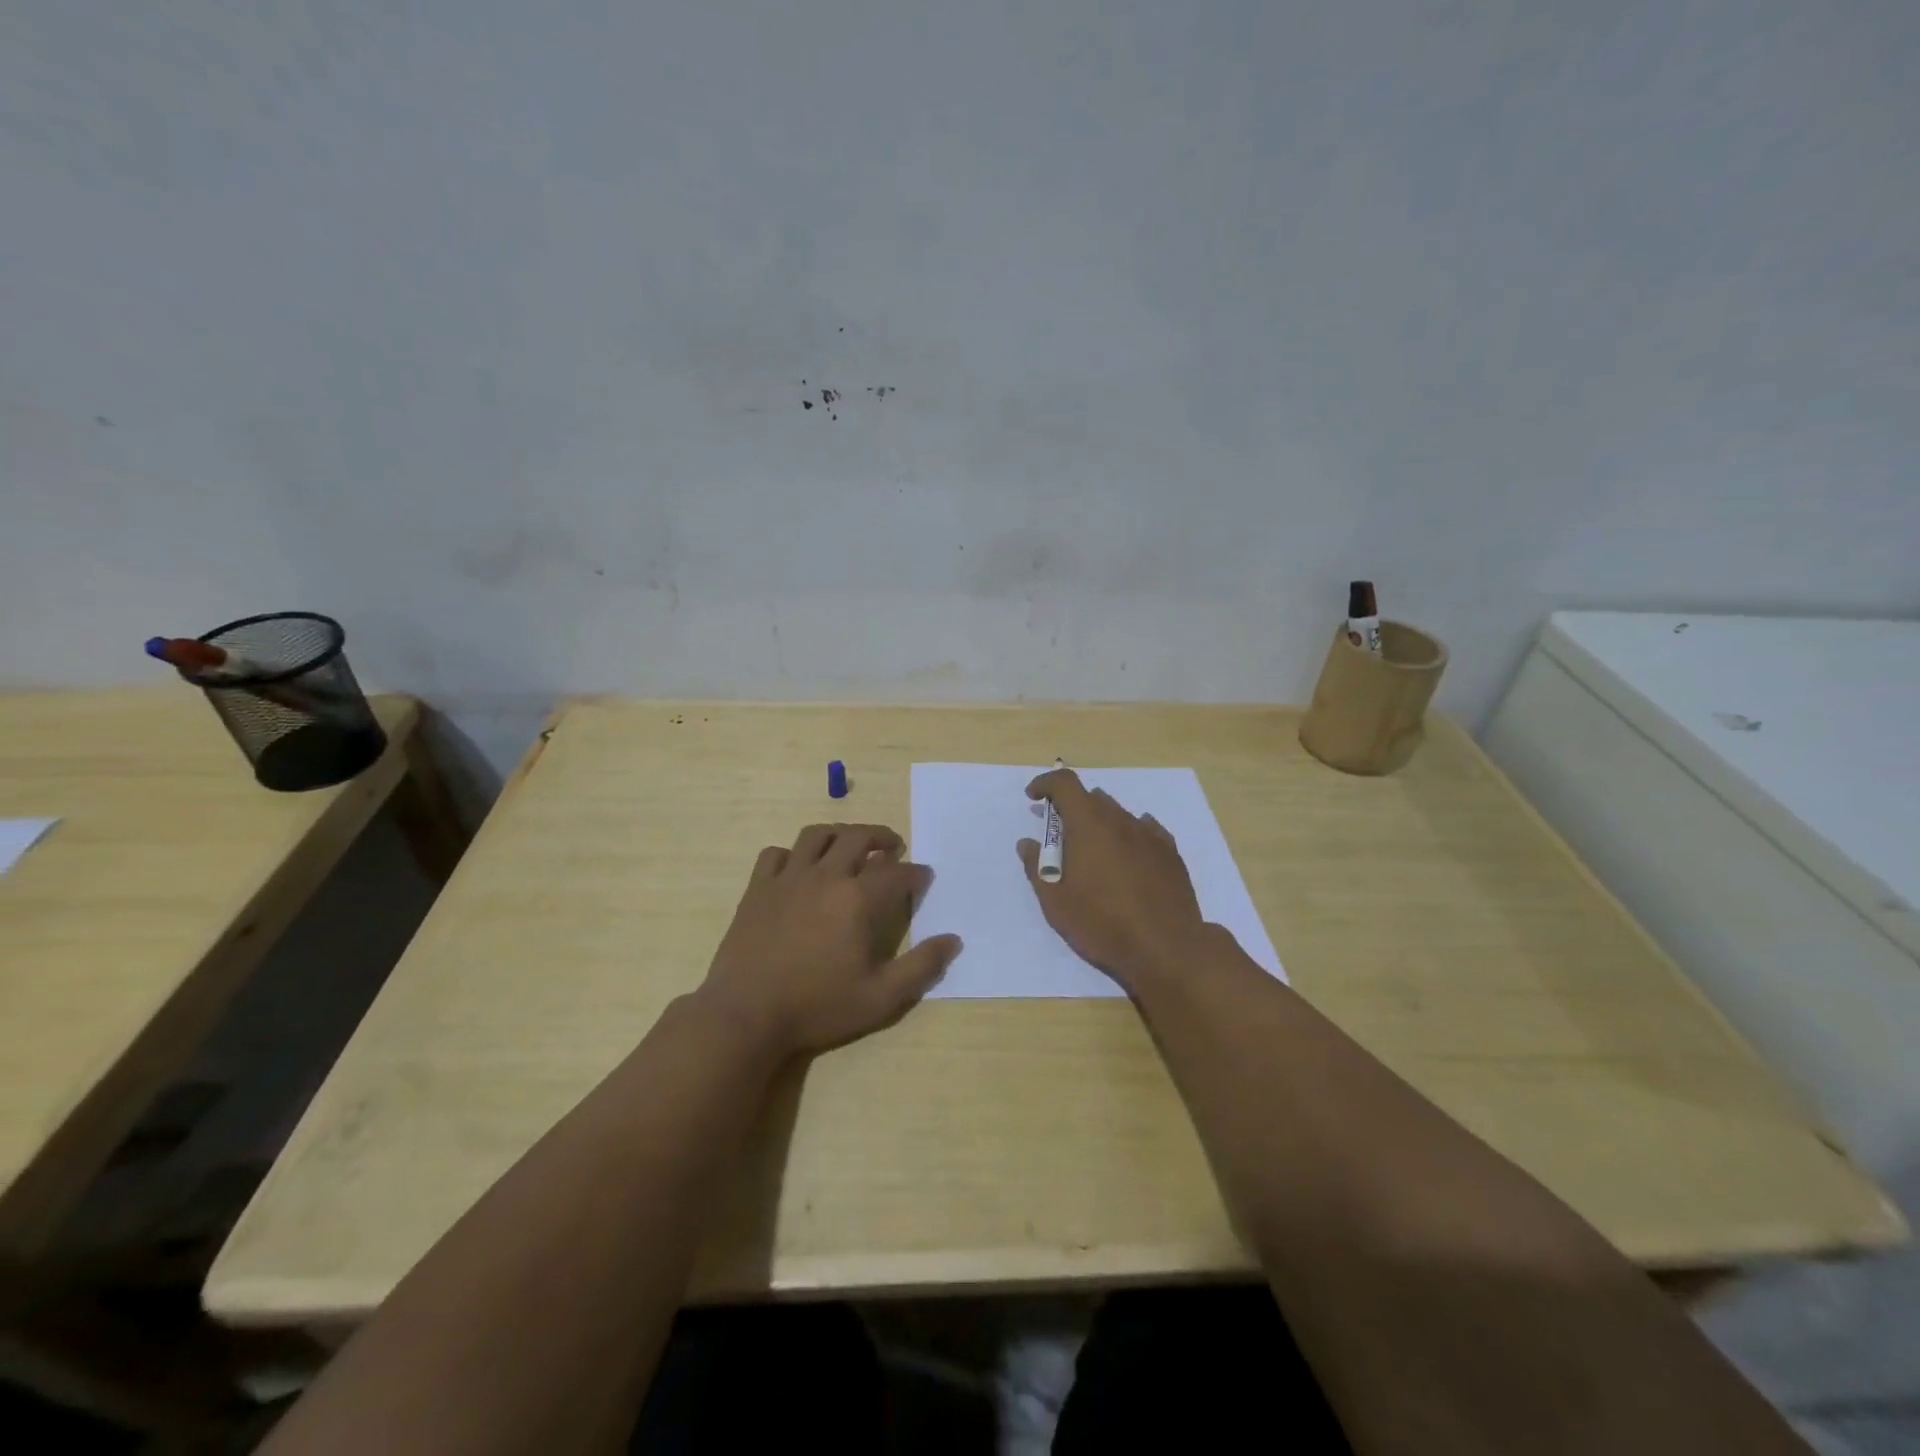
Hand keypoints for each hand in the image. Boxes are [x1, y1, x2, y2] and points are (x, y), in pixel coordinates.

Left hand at [697, 823, 960, 1056]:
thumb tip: (953, 940)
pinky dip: (792, 853)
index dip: (916, 873)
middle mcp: (825, 876)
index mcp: (858, 899)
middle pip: (858, 838)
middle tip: (893, 847)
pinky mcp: (758, 888)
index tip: (924, 876)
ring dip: (840, 833)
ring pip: (816, 835)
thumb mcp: (881, 998)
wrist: (746, 1015)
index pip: (897, 873)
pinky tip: (799, 866)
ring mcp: (787, 878)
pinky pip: (776, 854)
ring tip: (850, 843)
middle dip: (882, 837)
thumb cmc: (817, 1007)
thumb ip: (921, 967)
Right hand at [1017, 769, 1210, 993]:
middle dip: (1072, 809)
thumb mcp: (1056, 902)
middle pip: (1092, 798)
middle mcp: (1121, 820)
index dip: (1045, 784)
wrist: (1166, 949)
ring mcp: (1150, 835)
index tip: (1033, 798)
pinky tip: (1127, 857)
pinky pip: (1145, 830)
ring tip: (1094, 855)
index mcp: (1089, 824)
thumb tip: (1028, 844)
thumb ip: (1037, 867)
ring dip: (1100, 823)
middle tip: (1061, 838)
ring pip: (1119, 814)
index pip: (1065, 784)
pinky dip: (1129, 835)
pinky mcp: (1170, 853)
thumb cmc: (1102, 924)